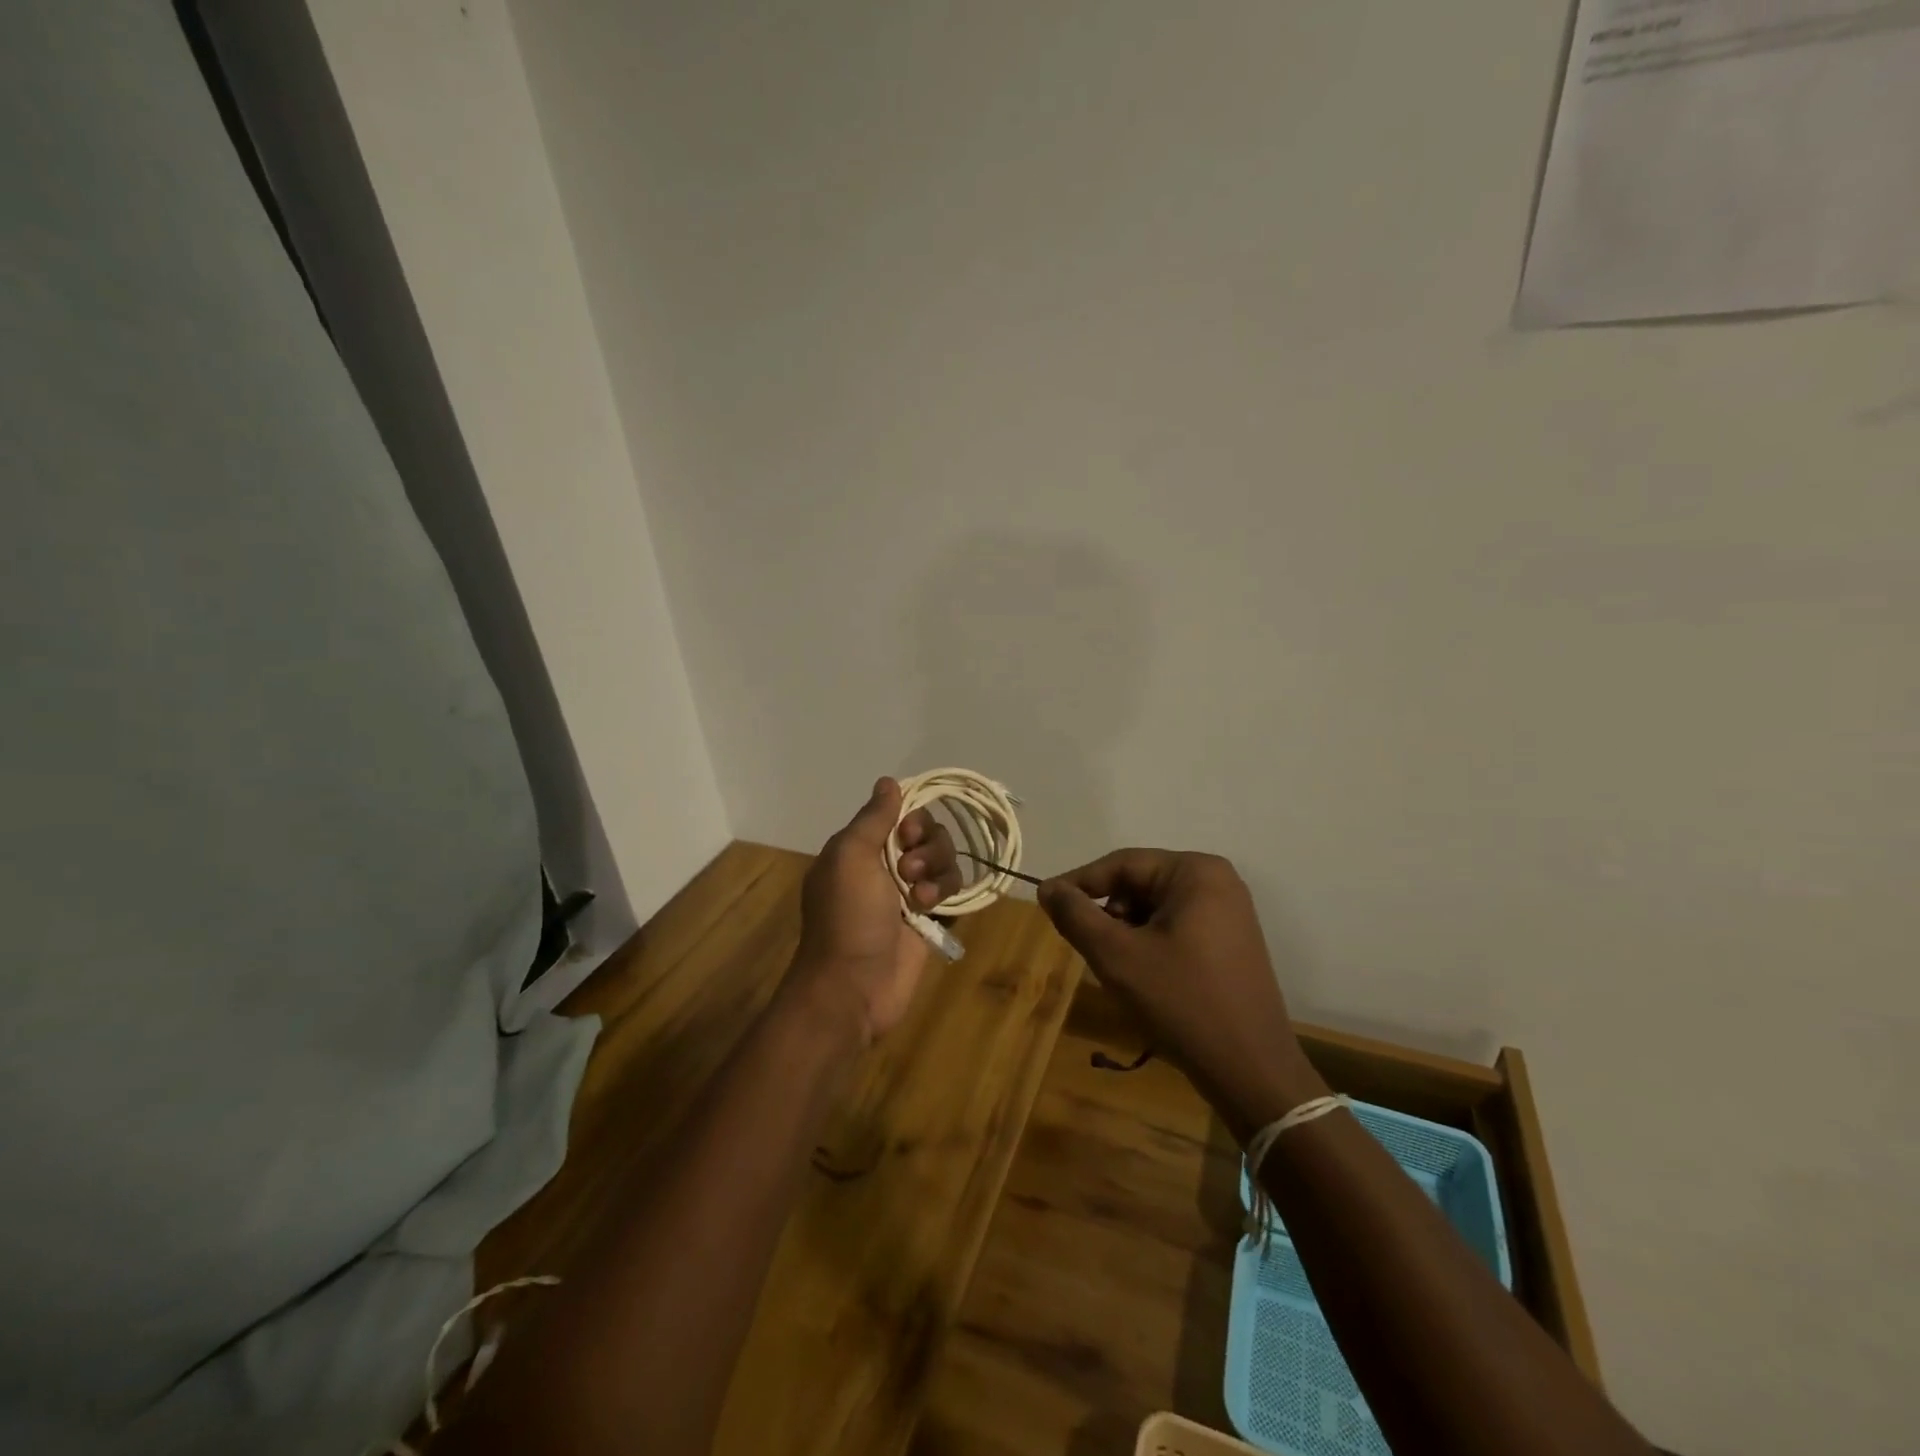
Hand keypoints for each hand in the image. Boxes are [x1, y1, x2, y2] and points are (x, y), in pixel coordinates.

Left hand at [791, 778, 961, 1043]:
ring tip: (919, 897)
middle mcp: (885, 866)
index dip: (912, 818)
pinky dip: (946, 894)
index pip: (900, 814)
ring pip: (944, 862)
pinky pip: (952, 892)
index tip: (907, 834)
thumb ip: (873, 818)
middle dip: (927, 847)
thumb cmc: (847, 917)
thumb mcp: (850, 857)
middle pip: (928, 835)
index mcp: (860, 848)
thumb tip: (888, 781)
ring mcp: (908, 894)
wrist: (853, 987)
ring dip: (937, 872)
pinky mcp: (929, 920)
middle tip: (908, 870)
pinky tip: (930, 911)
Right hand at [1038, 850, 1319, 1135]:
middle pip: (1139, 885)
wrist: (1251, 1071)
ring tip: (1116, 970)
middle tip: (1086, 948)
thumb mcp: (1117, 956)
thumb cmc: (1182, 1003)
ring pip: (1155, 909)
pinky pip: (1176, 928)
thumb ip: (1076, 915)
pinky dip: (1150, 945)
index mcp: (1196, 872)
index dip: (1079, 883)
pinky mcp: (1231, 943)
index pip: (1122, 864)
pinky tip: (1143, 979)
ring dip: (1126, 933)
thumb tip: (1048, 889)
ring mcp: (1229, 913)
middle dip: (1108, 914)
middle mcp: (1217, 882)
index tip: (1046, 904)